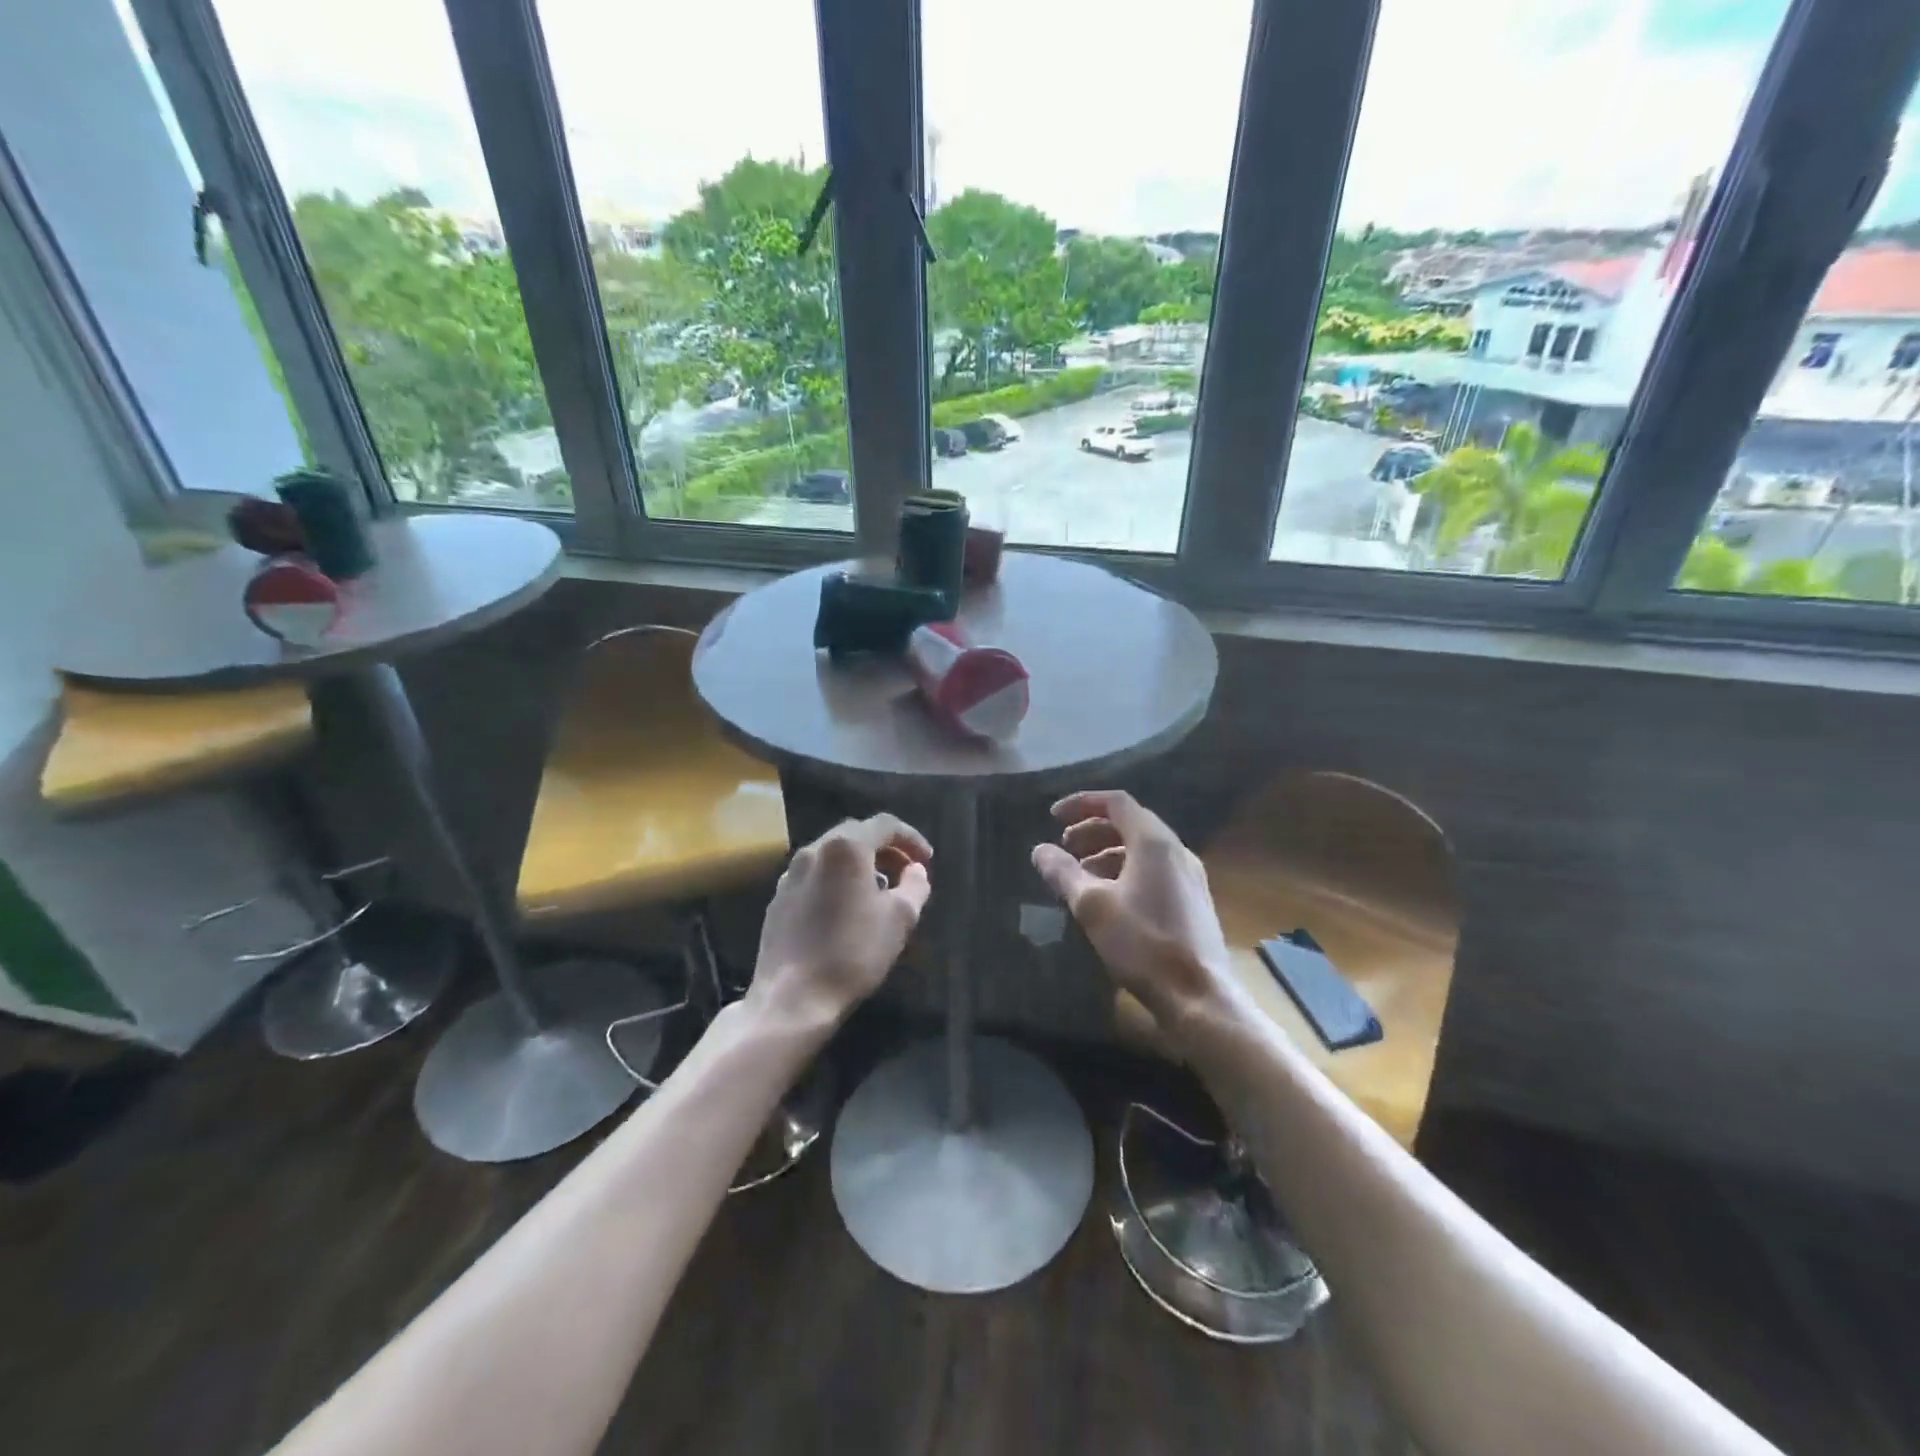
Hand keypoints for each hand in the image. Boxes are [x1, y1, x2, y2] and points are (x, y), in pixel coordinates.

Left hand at [747, 814, 932, 1029]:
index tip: (927, 860)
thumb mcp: (900, 918)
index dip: (911, 838)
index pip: (884, 825)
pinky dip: (837, 880)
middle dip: (885, 849)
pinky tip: (847, 909)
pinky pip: (815, 876)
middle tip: (906, 872)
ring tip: (880, 891)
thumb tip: (916, 869)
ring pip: (832, 855)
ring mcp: (790, 874)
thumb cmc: (854, 952)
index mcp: (845, 848)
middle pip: (856, 834)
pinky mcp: (778, 899)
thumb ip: (915, 885)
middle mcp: (813, 851)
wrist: (793, 997)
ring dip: (860, 864)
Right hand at [1031, 790, 1236, 1033]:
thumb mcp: (1092, 906)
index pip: (1116, 802)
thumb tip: (1040, 850)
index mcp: (1154, 842)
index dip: (1081, 803)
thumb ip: (1063, 873)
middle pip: (1130, 824)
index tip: (1052, 816)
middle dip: (1092, 830)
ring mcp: (1189, 877)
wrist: (1199, 997)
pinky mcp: (1192, 901)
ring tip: (1079, 875)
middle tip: (1063, 847)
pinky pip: (1154, 871)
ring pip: (1142, 850)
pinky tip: (1108, 898)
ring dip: (1107, 853)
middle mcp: (1177, 851)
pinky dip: (1125, 871)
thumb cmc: (1143, 943)